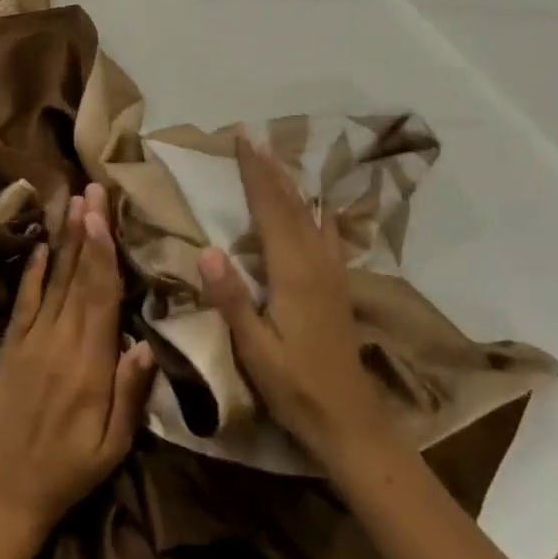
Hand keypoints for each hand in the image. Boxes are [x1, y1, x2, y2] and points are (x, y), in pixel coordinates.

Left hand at [0, 183, 156, 543]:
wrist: (8, 492)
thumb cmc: (71, 469)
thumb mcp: (114, 445)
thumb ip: (130, 393)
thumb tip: (146, 342)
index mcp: (89, 364)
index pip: (100, 296)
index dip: (102, 253)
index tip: (103, 215)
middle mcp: (59, 341)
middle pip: (77, 276)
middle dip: (87, 231)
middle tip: (93, 190)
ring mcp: (30, 340)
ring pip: (53, 280)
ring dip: (64, 240)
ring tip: (73, 203)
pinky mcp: (10, 345)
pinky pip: (22, 301)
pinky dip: (32, 271)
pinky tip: (41, 244)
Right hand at [198, 134, 385, 467]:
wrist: (351, 422)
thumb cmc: (296, 388)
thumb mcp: (256, 352)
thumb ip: (232, 301)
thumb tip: (206, 250)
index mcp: (293, 272)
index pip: (270, 209)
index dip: (255, 173)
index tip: (241, 139)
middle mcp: (316, 262)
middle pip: (291, 203)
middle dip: (270, 168)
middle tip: (251, 136)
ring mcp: (332, 272)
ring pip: (310, 213)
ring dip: (291, 182)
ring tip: (275, 158)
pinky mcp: (338, 285)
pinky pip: (327, 232)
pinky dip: (315, 209)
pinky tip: (317, 206)